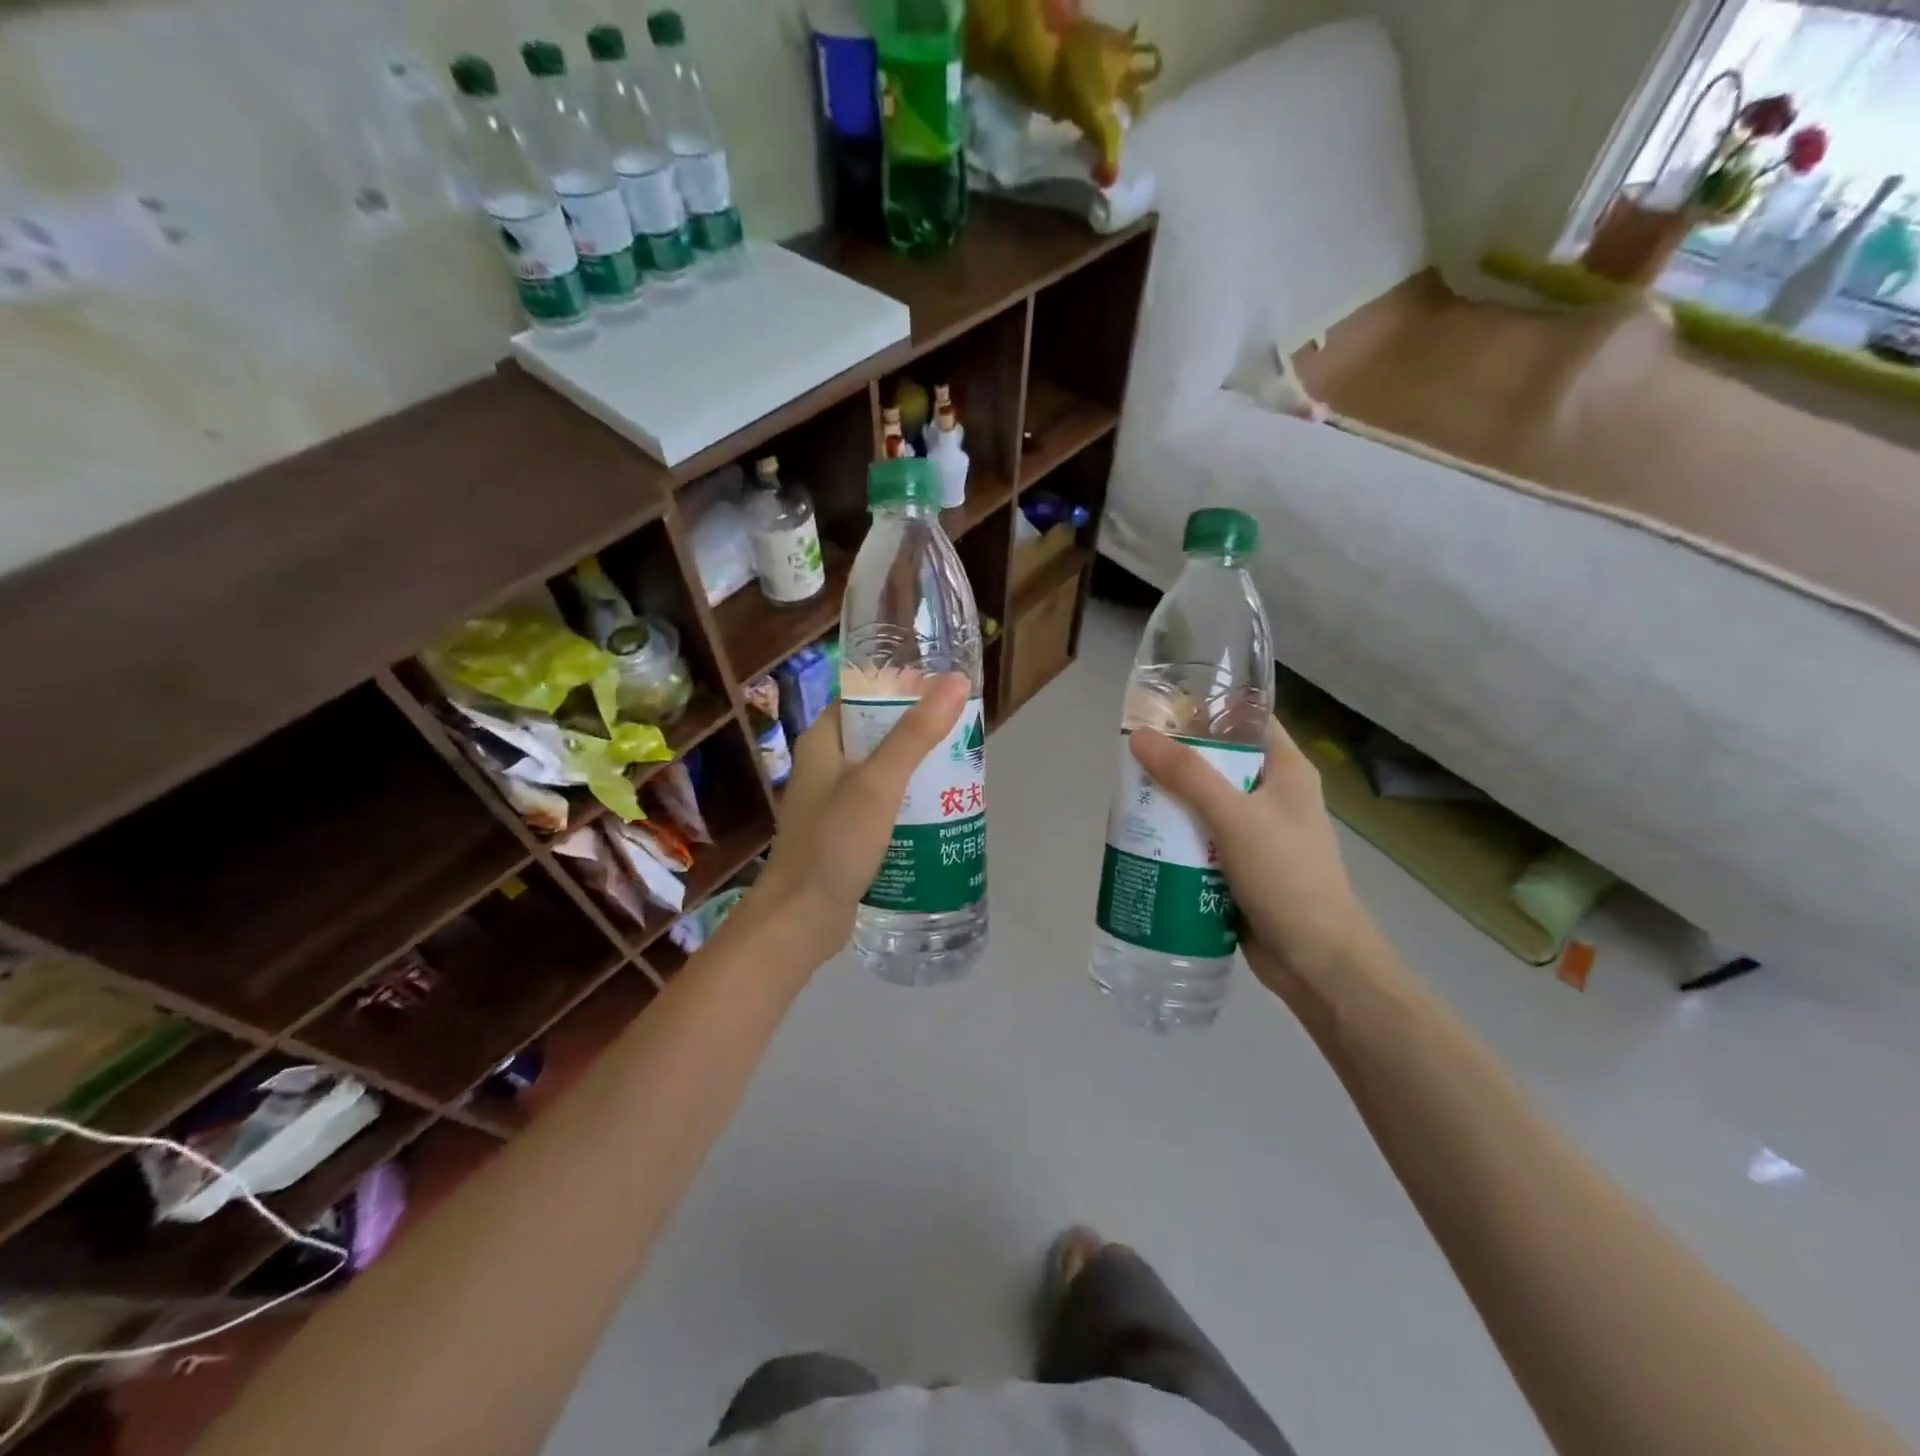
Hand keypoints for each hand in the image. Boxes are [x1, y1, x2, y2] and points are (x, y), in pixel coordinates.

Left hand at [748, 674, 970, 964]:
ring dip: (917, 771)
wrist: (800, 920)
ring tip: (961, 772)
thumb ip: (916, 734)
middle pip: (878, 734)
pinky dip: (908, 804)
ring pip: (883, 773)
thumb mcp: (879, 783)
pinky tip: (940, 813)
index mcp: (822, 741)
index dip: (902, 689)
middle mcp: (825, 766)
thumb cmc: (834, 843)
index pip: (864, 696)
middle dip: (919, 734)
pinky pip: (882, 806)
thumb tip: (955, 681)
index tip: (945, 693)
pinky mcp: (845, 833)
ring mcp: (834, 802)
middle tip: (963, 737)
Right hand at [1129, 719, 1383, 1005]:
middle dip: (1176, 761)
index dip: (1208, 709)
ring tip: (1128, 797)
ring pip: (1206, 804)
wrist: (1316, 960)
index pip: (1247, 720)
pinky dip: (1176, 838)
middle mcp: (1273, 795)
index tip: (1161, 709)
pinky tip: (1144, 839)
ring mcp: (1258, 833)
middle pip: (1218, 763)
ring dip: (1171, 803)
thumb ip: (1187, 775)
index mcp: (1286, 770)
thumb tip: (1140, 737)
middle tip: (1132, 759)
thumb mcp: (1234, 817)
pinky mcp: (1241, 866)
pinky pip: (1202, 840)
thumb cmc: (1286, 876)